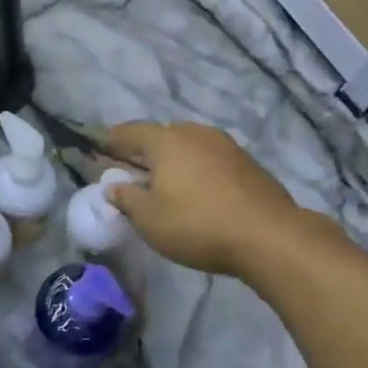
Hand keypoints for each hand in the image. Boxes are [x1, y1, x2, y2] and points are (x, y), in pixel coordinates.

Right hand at [104, 121, 315, 277]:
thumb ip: (126, 198)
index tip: (99, 148)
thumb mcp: (148, 218)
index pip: (130, 132)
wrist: (267, 235)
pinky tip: (193, 190)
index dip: (112, 140)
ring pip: (188, 147)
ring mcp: (226, 146)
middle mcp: (196, 133)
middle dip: (142, 151)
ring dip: (171, 161)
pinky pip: (209, 160)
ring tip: (161, 182)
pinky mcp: (247, 164)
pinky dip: (194, 169)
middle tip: (129, 169)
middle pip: (161, 136)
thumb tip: (112, 185)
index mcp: (167, 140)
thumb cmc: (196, 224)